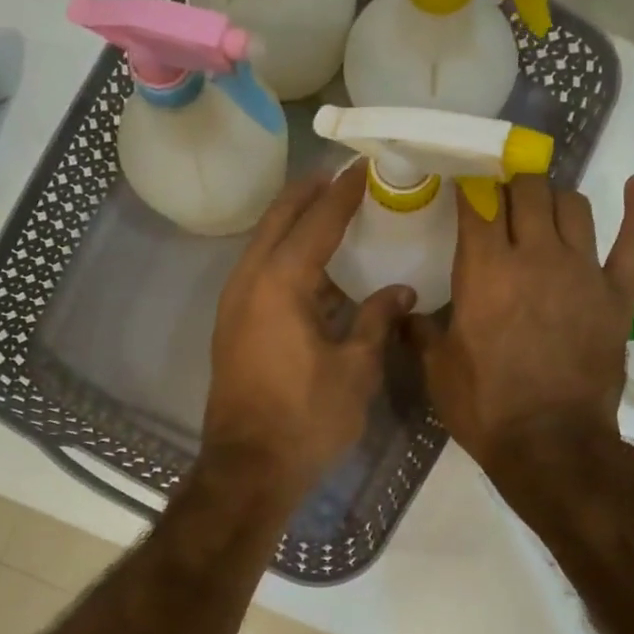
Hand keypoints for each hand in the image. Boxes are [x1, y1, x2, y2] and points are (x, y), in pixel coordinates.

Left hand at [204, 164, 413, 499]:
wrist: (248, 468)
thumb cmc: (307, 419)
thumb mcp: (356, 369)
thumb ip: (378, 320)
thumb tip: (402, 290)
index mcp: (280, 283)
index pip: (318, 221)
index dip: (344, 192)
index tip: (364, 165)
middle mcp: (249, 281)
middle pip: (279, 220)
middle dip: (308, 193)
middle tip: (339, 174)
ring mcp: (234, 304)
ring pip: (264, 245)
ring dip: (293, 224)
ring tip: (327, 211)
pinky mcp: (232, 326)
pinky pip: (259, 273)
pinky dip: (284, 256)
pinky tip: (312, 268)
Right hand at [411, 174, 633, 482]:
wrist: (549, 445)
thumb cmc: (484, 406)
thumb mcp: (437, 369)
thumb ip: (420, 330)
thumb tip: (403, 312)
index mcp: (485, 270)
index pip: (477, 203)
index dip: (469, 187)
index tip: (463, 185)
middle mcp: (535, 256)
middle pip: (527, 191)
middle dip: (511, 184)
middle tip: (501, 197)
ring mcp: (582, 271)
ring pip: (573, 205)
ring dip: (554, 197)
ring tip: (542, 206)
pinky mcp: (618, 293)